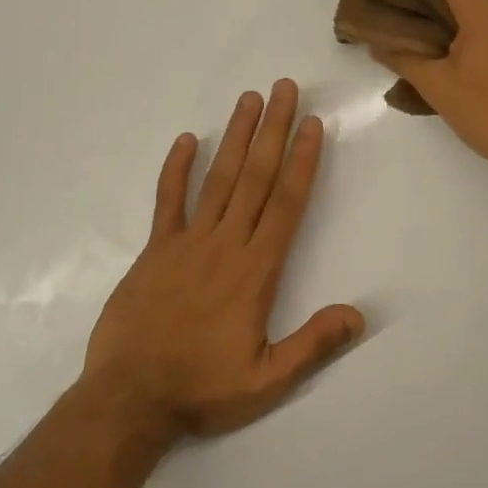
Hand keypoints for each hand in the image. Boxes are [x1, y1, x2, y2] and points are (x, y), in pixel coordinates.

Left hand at [81, 80, 363, 441]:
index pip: (285, 203)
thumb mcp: (267, 380)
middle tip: (284, 88)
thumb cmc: (201, 389)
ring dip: (234, 137)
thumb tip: (360, 314)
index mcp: (255, 270)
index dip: (301, 160)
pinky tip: (185, 139)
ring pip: (216, 179)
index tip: (311, 124)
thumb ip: (313, 344)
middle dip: (272, 130)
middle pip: (254, 177)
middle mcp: (224, 245)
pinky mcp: (154, 251)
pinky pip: (167, 201)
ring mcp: (185, 243)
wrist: (127, 400)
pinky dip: (175, 169)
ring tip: (249, 99)